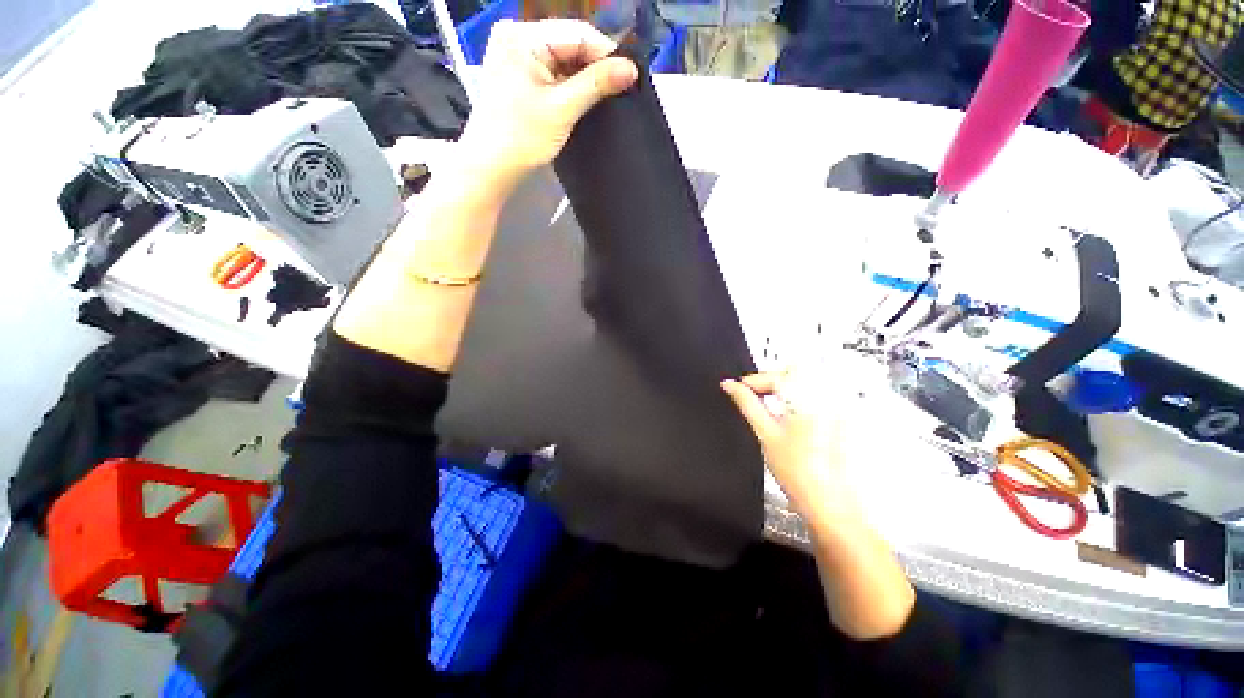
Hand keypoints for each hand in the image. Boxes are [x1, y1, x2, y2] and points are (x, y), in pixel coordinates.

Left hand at [459, 20, 638, 190]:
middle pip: (569, 43)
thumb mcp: (563, 109)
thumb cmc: (521, 137)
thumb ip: (597, 84)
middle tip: (618, 89)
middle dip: (594, 67)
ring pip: (562, 58)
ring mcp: (514, 53)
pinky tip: (580, 98)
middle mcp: (516, 35)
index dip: (606, 54)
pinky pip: (551, 70)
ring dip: (582, 78)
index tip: (629, 76)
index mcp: (523, 36)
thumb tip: (631, 69)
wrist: (490, 166)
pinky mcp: (516, 72)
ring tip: (602, 97)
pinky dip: (567, 84)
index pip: (577, 33)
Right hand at [721, 372, 859, 523]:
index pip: (775, 375)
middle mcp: (827, 397)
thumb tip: (729, 386)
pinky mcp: (840, 415)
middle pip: (791, 373)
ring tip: (765, 405)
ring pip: (803, 380)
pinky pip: (815, 393)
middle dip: (768, 381)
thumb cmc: (798, 472)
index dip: (752, 381)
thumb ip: (747, 404)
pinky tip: (786, 414)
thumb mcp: (765, 433)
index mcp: (808, 399)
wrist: (829, 503)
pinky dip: (797, 397)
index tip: (736, 389)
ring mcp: (837, 405)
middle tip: (750, 396)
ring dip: (782, 387)